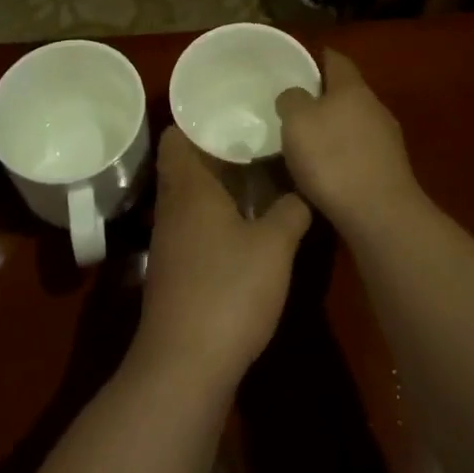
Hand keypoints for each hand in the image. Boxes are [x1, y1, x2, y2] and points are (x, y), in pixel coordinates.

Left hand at [134, 129, 310, 389]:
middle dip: (217, 146)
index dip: (198, 118)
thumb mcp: (275, 247)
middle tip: (256, 131)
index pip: (176, 134)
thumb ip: (291, 210)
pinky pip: (195, 221)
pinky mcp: (177, 268)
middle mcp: (173, 205)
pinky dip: (217, 211)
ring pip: (192, 193)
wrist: (185, 367)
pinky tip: (248, 219)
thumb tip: (302, 190)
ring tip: (259, 168)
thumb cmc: (228, 291)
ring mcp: (171, 239)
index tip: (231, 106)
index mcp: (189, 186)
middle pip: (186, 161)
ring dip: (219, 180)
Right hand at [275, 49, 424, 241]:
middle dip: (323, 97)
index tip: (297, 63)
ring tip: (307, 143)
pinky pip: (360, 152)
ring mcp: (387, 139)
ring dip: (334, 129)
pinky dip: (343, 155)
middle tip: (295, 107)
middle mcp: (374, 106)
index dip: (317, 57)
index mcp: (352, 87)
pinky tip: (327, 173)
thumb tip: (295, 95)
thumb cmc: (333, 159)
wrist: (380, 216)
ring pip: (354, 123)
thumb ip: (292, 100)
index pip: (336, 59)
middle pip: (346, 92)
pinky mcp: (390, 170)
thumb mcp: (297, 121)